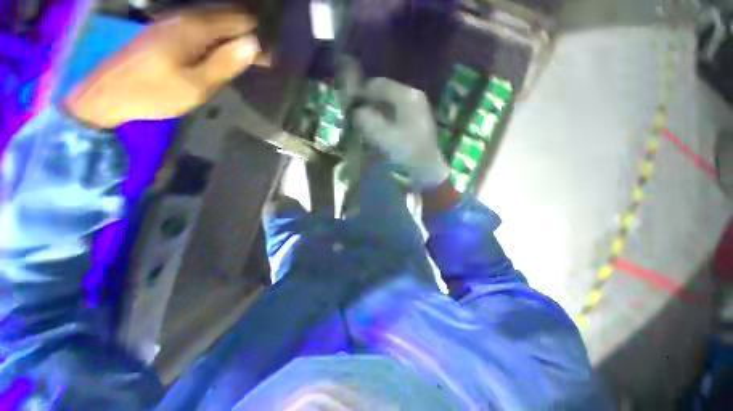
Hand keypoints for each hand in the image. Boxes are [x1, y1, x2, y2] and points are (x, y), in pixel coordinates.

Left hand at [64, 6, 263, 127]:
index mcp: (193, 27)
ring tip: (254, 54)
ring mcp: (173, 22)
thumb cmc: (152, 92)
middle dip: (249, 32)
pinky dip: (219, 37)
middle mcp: (184, 17)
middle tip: (267, 55)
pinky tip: (227, 50)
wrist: (107, 94)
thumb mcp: (195, 85)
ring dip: (235, 35)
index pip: (237, 20)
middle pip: (227, 16)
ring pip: (215, 21)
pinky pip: (202, 28)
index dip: (258, 33)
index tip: (274, 52)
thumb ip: (224, 63)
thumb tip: (253, 45)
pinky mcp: (167, 32)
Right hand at [353, 78, 449, 189]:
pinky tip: (378, 126)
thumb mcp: (382, 135)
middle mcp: (414, 96)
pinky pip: (396, 111)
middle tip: (356, 111)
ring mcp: (417, 108)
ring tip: (364, 119)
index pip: (379, 84)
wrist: (427, 168)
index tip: (350, 101)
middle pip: (386, 92)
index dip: (362, 91)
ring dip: (376, 109)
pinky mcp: (417, 119)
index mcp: (407, 96)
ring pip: (391, 102)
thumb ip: (366, 120)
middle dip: (369, 101)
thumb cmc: (406, 151)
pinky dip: (385, 116)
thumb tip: (356, 111)